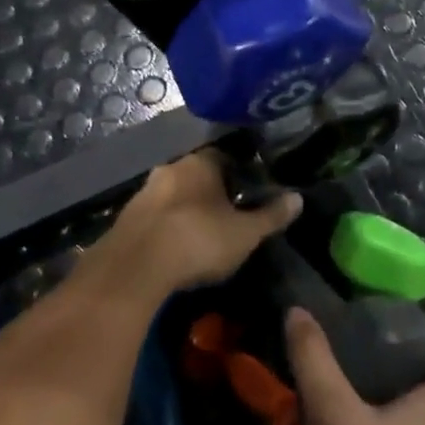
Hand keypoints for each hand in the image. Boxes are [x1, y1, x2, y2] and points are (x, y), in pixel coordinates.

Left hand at [96, 147, 299, 297]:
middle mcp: (171, 167)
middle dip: (209, 193)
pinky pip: (154, 216)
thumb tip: (298, 199)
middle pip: (196, 175)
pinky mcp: (125, 217)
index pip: (224, 157)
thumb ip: (271, 216)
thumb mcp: (245, 234)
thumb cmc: (199, 240)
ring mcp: (144, 191)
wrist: (136, 266)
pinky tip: (173, 249)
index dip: (238, 174)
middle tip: (225, 217)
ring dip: (184, 210)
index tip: (247, 194)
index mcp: (201, 163)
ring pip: (172, 195)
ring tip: (199, 236)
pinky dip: (165, 227)